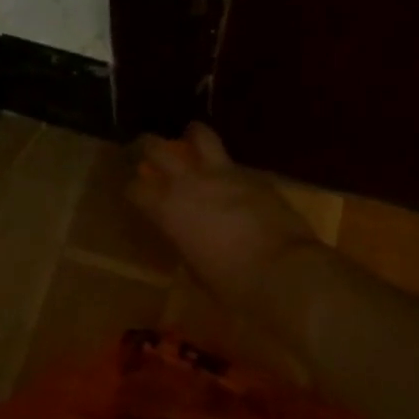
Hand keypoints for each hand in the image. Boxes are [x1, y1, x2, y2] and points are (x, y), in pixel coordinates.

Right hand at [126, 122, 321, 311]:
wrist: (284, 270)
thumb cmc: (233, 283)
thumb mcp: (197, 269)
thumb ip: (186, 243)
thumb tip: (188, 236)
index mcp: (169, 209)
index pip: (136, 189)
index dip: (134, 191)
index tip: (137, 196)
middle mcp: (190, 183)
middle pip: (156, 148)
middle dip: (148, 147)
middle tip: (149, 152)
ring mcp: (224, 174)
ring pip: (200, 136)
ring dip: (193, 136)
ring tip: (192, 139)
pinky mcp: (255, 176)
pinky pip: (234, 164)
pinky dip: (227, 169)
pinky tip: (232, 181)